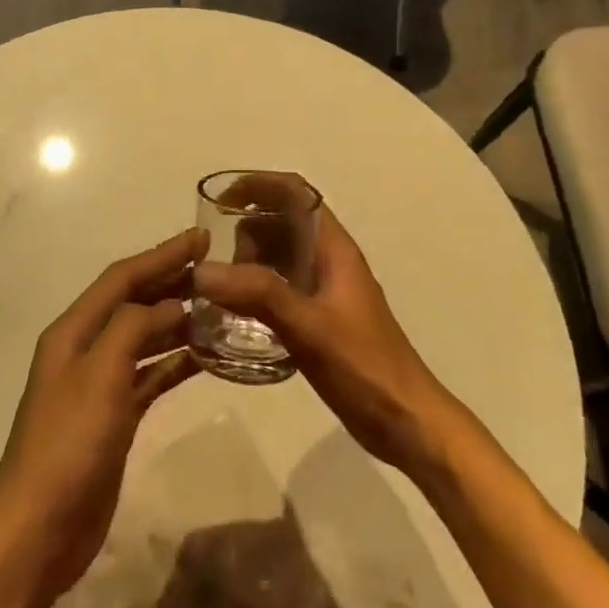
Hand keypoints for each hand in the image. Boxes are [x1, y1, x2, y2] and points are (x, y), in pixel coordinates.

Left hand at [0, 228, 206, 600]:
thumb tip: (169, 304)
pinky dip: (175, 363)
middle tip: (217, 269)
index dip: (160, 255)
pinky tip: (205, 358)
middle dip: (171, 283)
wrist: (39, 530)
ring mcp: (99, 385)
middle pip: (133, 304)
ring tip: (219, 309)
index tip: (201, 238)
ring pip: (144, 339)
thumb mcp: (100, 375)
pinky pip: (150, 377)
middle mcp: (84, 349)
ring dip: (177, 322)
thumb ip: (132, 328)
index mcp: (72, 331)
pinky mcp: (114, 418)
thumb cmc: (68, 444)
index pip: (121, 279)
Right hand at [193, 205, 456, 475]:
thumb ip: (257, 294)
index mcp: (333, 248)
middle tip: (221, 268)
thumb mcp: (309, 326)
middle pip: (281, 222)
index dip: (258, 185)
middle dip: (245, 232)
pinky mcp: (318, 318)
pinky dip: (255, 289)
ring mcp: (324, 290)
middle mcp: (328, 260)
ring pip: (278, 256)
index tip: (220, 200)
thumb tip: (201, 270)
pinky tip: (236, 316)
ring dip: (248, 263)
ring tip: (223, 294)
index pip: (294, 193)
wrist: (407, 422)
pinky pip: (278, 288)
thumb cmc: (365, 366)